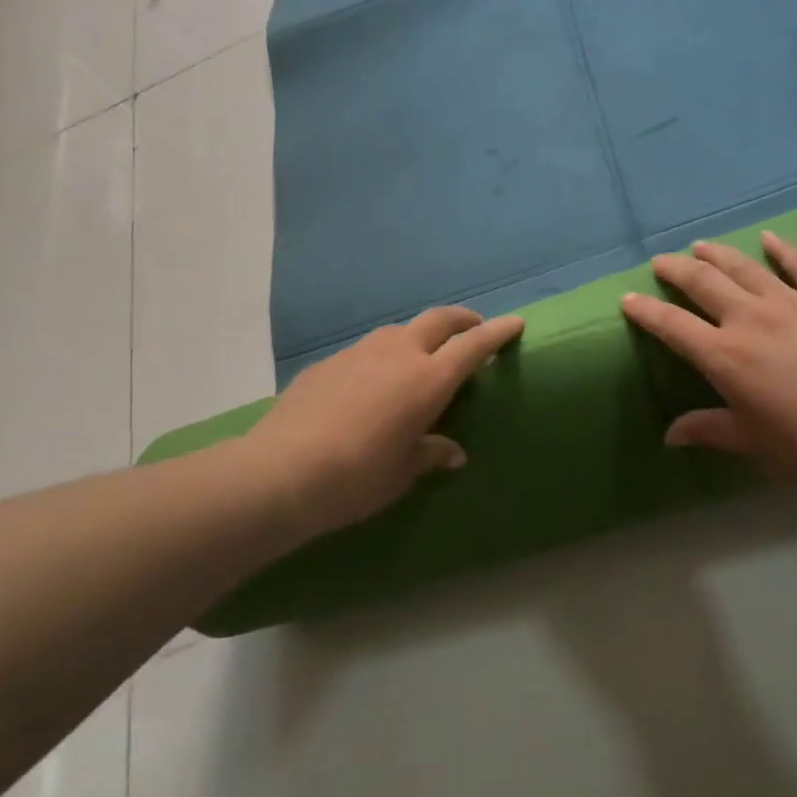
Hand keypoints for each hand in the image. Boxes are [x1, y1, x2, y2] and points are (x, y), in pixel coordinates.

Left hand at [244, 306, 524, 537]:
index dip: (497, 332)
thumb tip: (452, 452)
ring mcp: (359, 352)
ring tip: (420, 358)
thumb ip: (430, 453)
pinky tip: (371, 384)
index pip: (473, 345)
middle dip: (462, 319)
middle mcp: (398, 354)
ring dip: (419, 336)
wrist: (282, 471)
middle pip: (439, 320)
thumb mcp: (402, 471)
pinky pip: (366, 350)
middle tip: (473, 328)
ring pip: (399, 330)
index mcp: (428, 379)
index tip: (515, 323)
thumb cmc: (357, 477)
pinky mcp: (328, 362)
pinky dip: (382, 357)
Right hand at [620, 232, 796, 500]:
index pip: (672, 326)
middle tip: (661, 262)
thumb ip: (710, 430)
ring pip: (743, 266)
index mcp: (724, 356)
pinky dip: (781, 249)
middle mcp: (748, 318)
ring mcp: (790, 301)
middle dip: (675, 269)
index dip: (645, 311)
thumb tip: (671, 435)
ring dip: (717, 254)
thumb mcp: (753, 442)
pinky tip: (768, 238)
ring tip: (700, 246)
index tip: (628, 298)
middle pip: (702, 282)